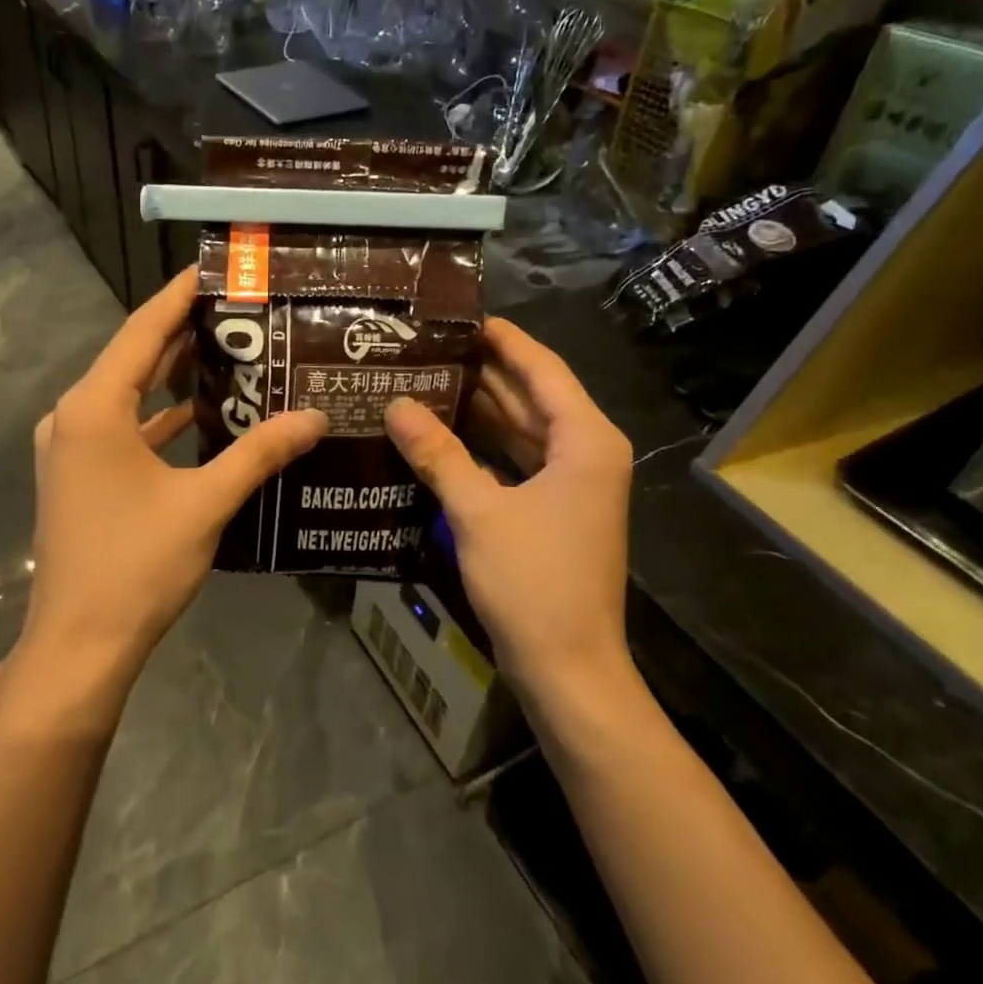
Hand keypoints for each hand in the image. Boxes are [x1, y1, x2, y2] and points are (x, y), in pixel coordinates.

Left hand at [17, 270, 327, 706]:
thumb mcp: (206, 503)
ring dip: (171, 376)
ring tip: (228, 352)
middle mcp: (73, 417)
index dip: (179, 296)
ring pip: (127, 395)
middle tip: (238, 310)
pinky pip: (121, 429)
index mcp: (94, 408)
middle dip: (183, 333)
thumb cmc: (137, 565)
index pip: (143, 331)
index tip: (214, 268)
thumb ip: (260, 453)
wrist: (78, 643)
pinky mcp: (76, 476)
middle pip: (134, 358)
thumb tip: (316, 418)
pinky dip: (157, 418)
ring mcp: (69, 449)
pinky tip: (200, 416)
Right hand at [383, 318, 634, 702]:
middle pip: (532, 396)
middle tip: (428, 346)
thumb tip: (396, 404)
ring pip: (523, 429)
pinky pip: (517, 460)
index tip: (460, 316)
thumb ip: (438, 454)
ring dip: (480, 408)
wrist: (568, 668)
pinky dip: (484, 446)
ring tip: (426, 378)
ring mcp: (572, 483)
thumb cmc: (533, 583)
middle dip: (484, 371)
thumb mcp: (479, 512)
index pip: (542, 369)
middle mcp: (586, 452)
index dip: (503, 339)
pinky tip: (442, 434)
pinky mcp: (555, 509)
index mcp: (584, 440)